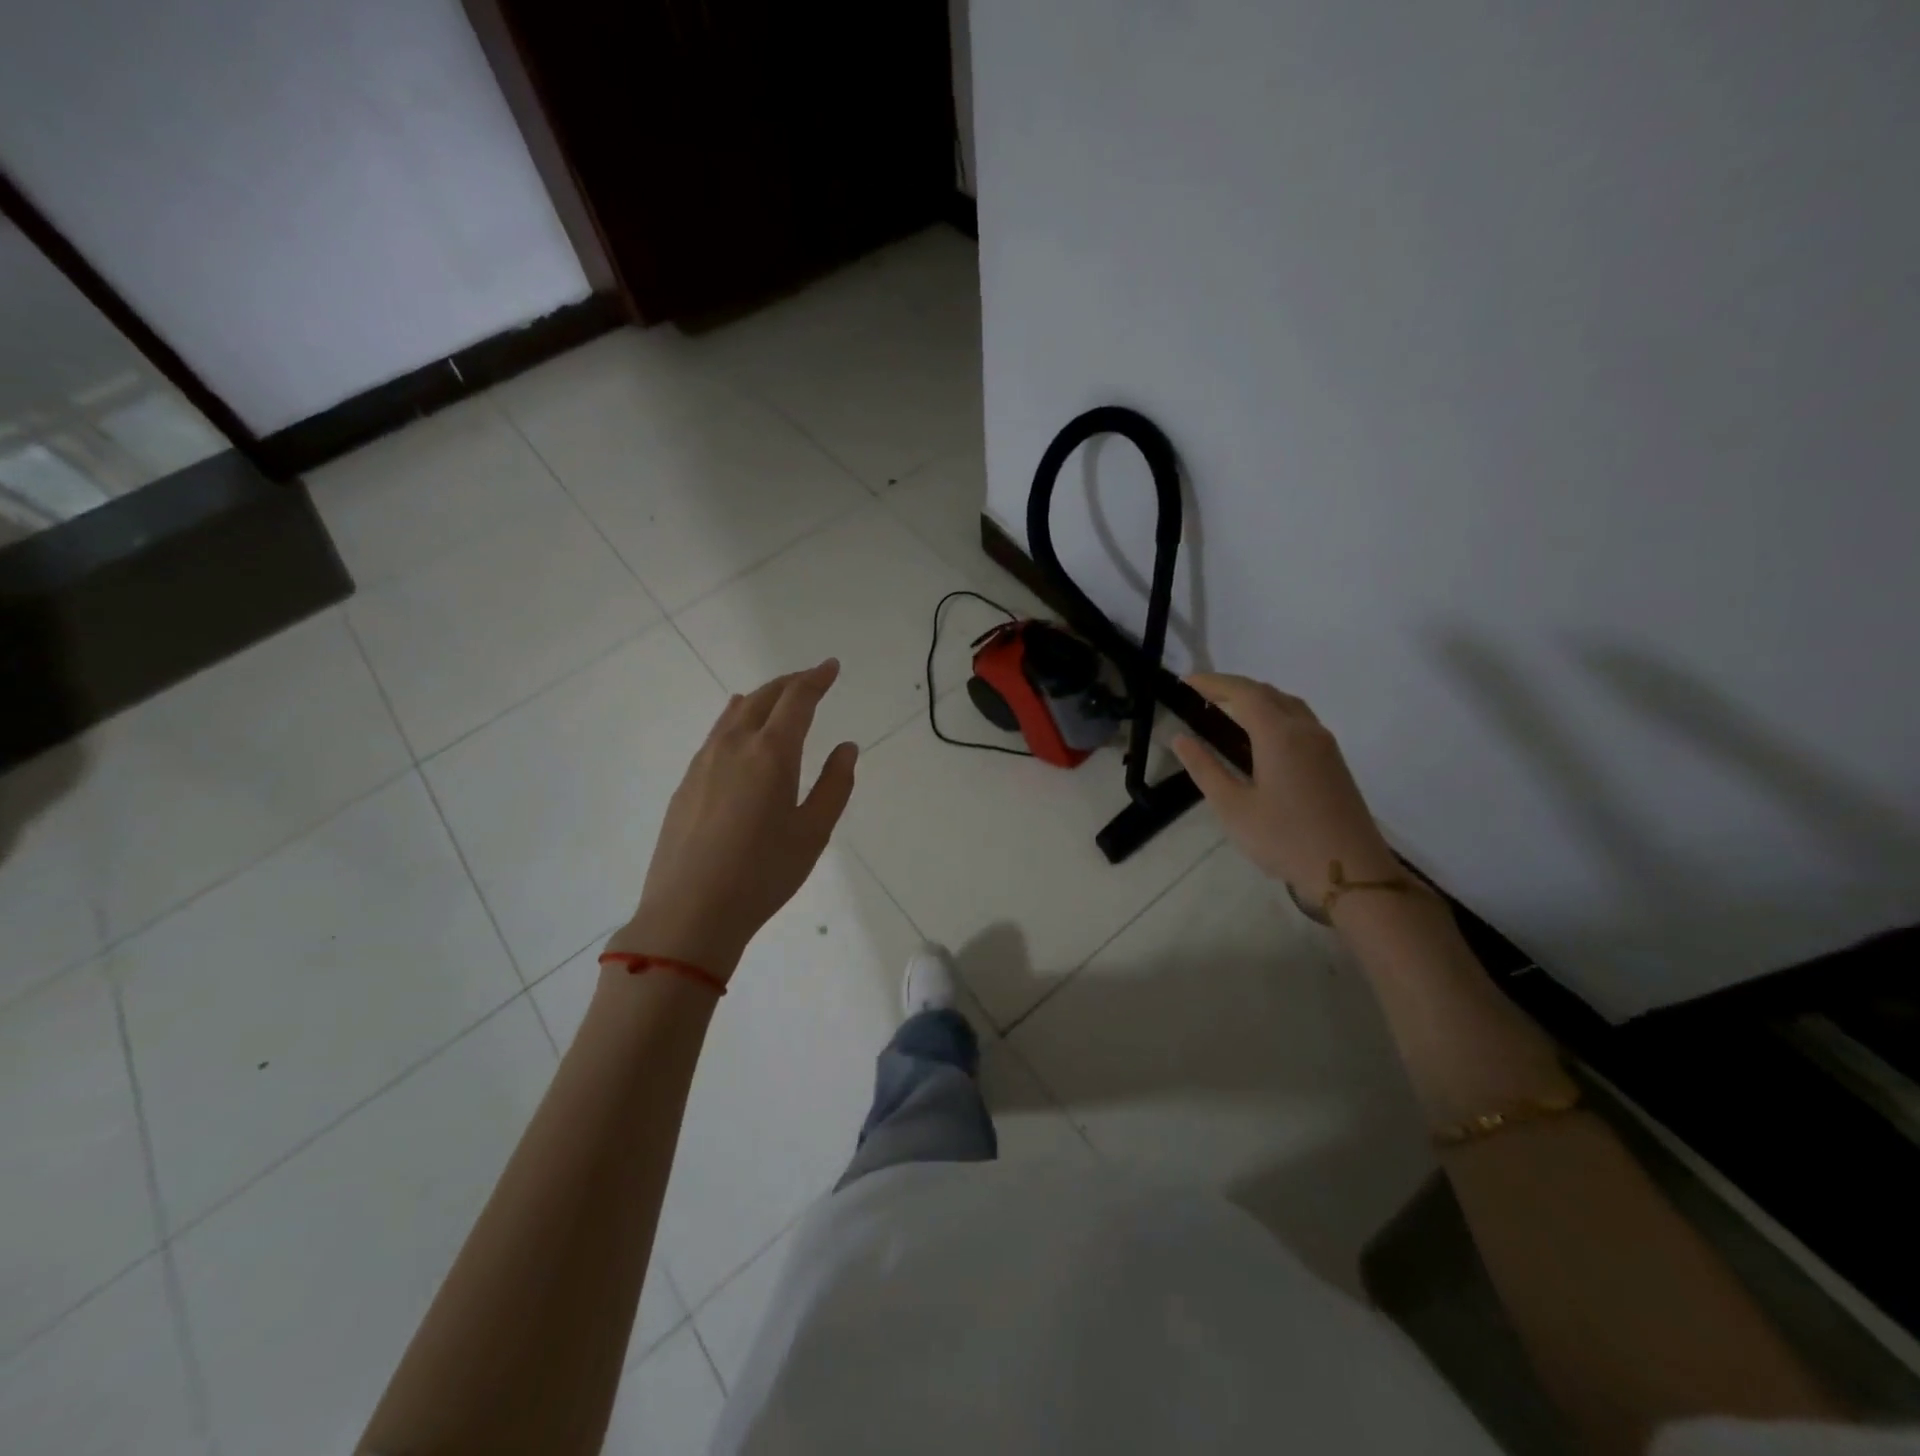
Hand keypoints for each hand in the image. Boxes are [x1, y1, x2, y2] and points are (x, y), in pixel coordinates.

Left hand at [607, 660, 857, 979]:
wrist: (689, 911)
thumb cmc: (763, 873)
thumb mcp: (813, 833)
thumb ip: (834, 785)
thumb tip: (846, 748)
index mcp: (772, 753)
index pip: (797, 699)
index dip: (816, 679)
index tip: (831, 666)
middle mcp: (735, 745)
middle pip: (764, 697)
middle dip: (791, 683)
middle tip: (811, 679)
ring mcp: (704, 761)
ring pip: (735, 713)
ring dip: (762, 698)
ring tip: (777, 699)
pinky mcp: (687, 782)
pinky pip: (717, 734)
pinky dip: (738, 720)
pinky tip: (739, 732)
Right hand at [1171, 673, 1397, 907]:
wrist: (1350, 870)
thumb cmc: (1284, 838)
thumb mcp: (1233, 807)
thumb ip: (1204, 768)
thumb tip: (1180, 738)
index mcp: (1279, 734)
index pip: (1243, 692)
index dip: (1212, 682)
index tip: (1185, 682)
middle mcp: (1305, 729)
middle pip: (1267, 692)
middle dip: (1232, 688)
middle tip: (1200, 696)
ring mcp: (1324, 744)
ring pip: (1287, 704)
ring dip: (1256, 699)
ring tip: (1226, 712)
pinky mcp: (1333, 761)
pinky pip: (1299, 720)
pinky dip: (1273, 713)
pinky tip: (1259, 737)